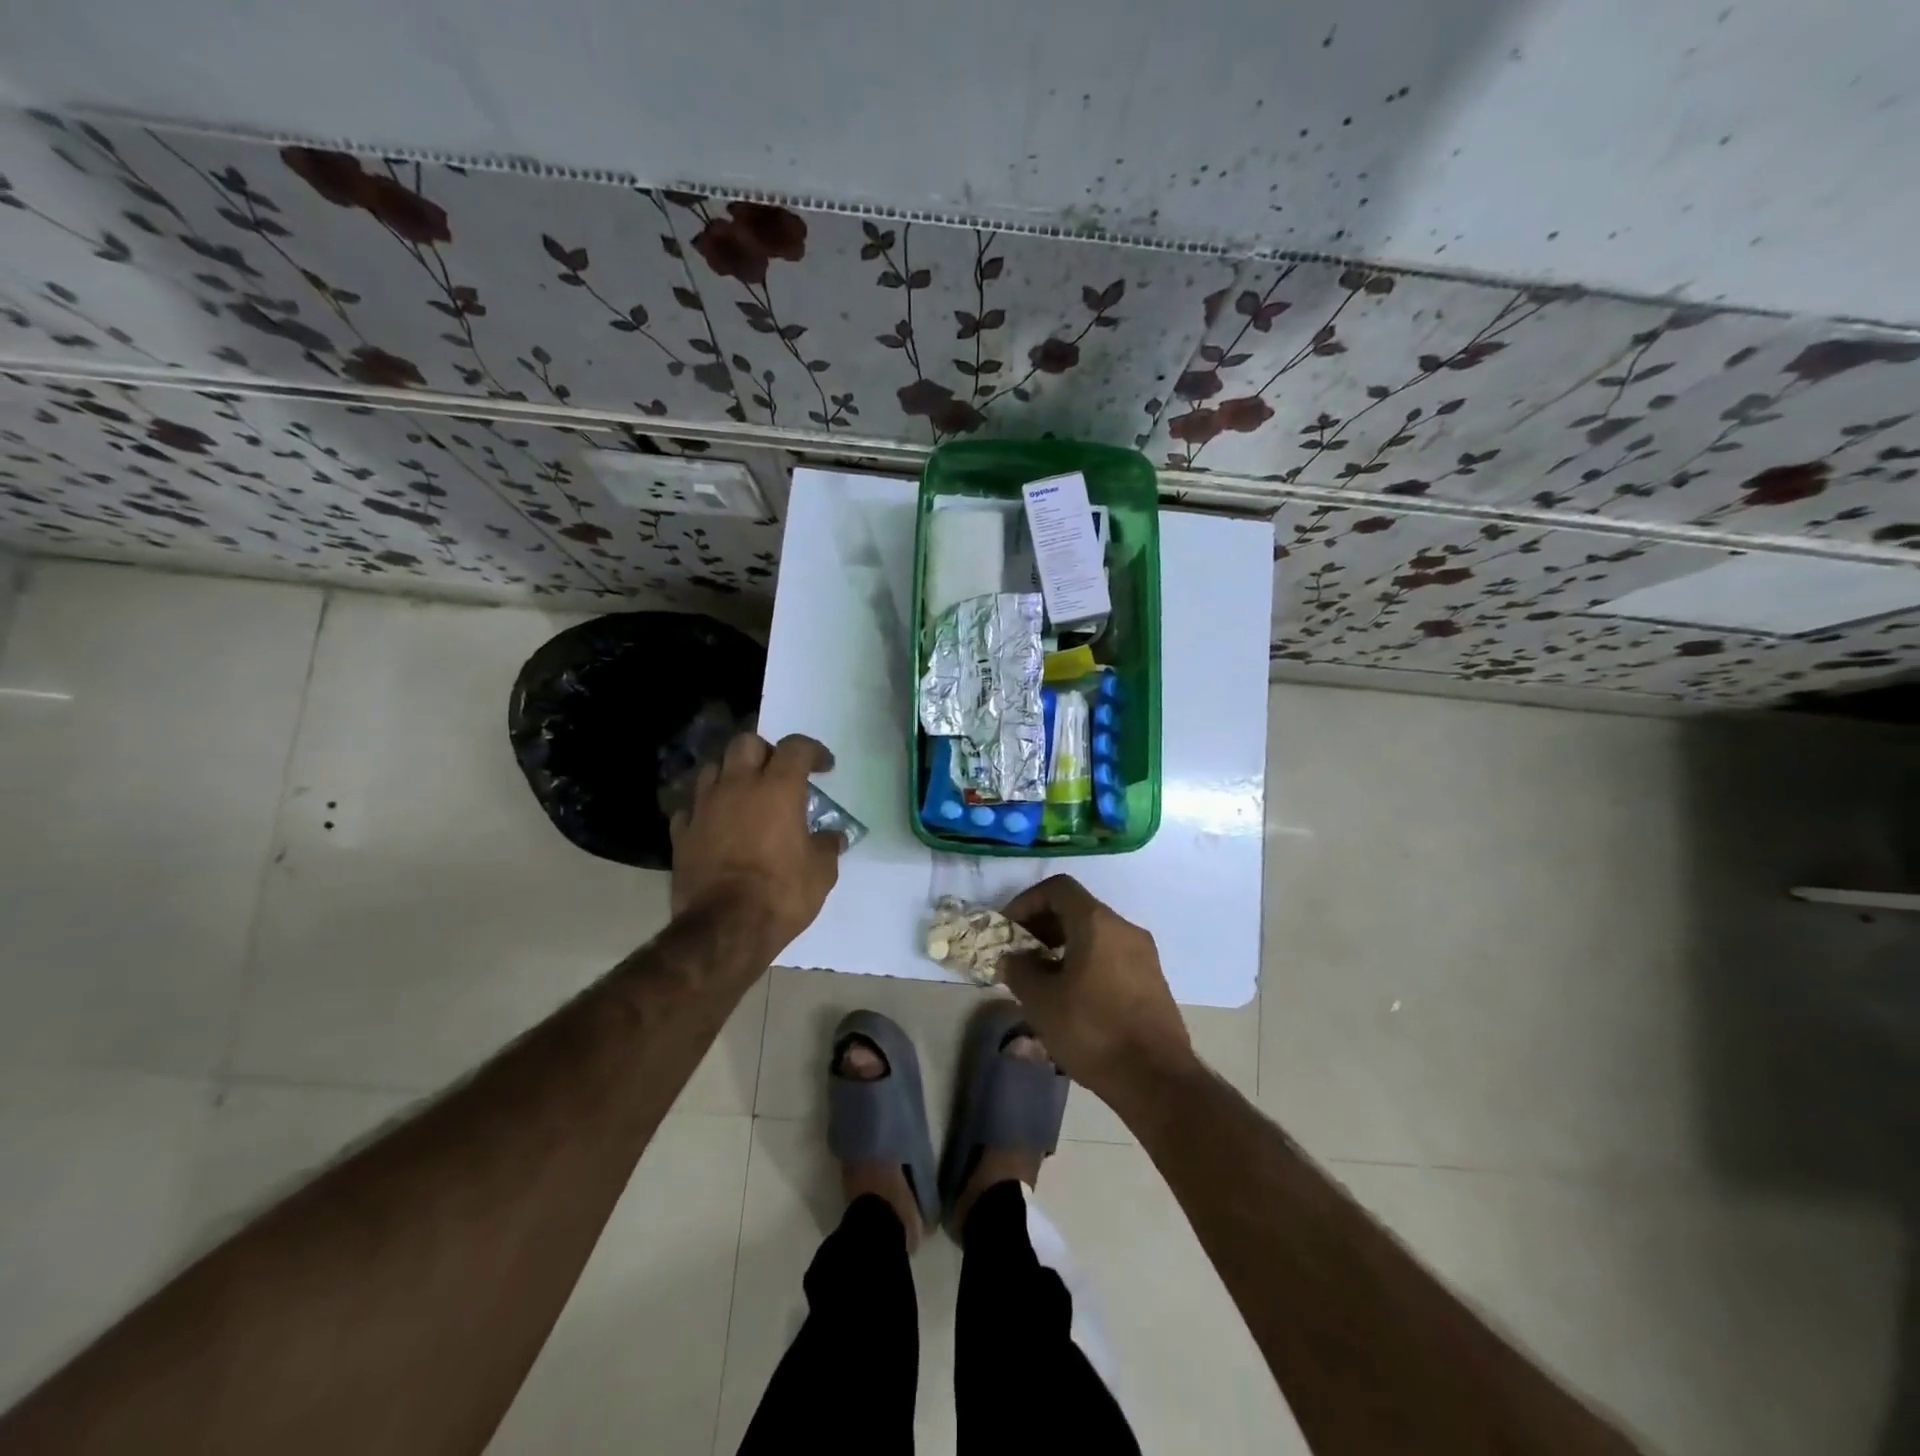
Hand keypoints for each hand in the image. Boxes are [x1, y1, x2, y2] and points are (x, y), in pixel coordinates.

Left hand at [669, 732, 844, 957]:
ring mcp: (704, 807)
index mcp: (778, 788)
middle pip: (746, 743)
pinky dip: (705, 809)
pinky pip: (691, 807)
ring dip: (731, 774)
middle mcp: (738, 786)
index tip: (824, 767)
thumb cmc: (781, 894)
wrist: (724, 928)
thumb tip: (833, 837)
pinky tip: (715, 824)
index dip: (813, 751)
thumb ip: (827, 846)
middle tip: (778, 773)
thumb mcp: (821, 872)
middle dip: (765, 751)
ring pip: (713, 768)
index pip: (796, 747)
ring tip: (744, 795)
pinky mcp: (681, 833)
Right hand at [1001, 875, 1193, 1101]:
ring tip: (1041, 978)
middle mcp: (1124, 928)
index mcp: (1097, 923)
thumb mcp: (1041, 1001)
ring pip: (1095, 934)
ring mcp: (1143, 954)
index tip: (1009, 929)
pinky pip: (1111, 955)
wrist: (1156, 1079)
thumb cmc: (1092, 1031)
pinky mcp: (1152, 980)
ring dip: (1063, 946)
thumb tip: (1013, 957)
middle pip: (1077, 909)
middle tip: (1020, 953)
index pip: (1058, 888)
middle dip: (1043, 926)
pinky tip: (1071, 996)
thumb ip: (1020, 970)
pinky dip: (1085, 962)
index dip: (1027, 902)